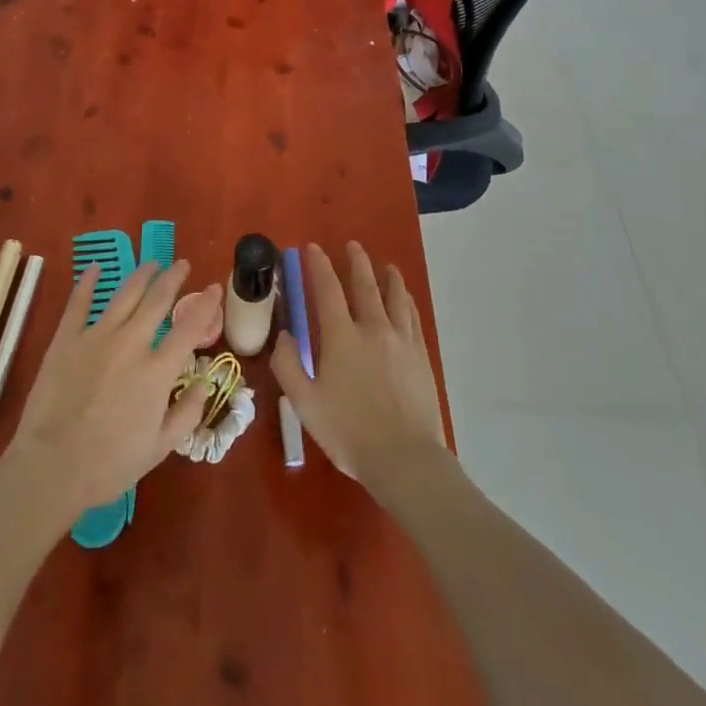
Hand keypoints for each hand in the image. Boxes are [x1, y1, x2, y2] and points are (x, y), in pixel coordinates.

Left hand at [4, 260, 223, 515]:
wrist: (52, 468)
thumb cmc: (109, 465)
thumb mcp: (160, 448)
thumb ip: (187, 413)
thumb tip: (203, 384)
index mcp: (157, 371)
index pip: (189, 327)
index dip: (205, 304)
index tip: (214, 288)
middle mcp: (131, 343)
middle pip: (157, 299)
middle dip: (173, 277)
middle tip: (182, 264)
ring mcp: (96, 337)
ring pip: (124, 294)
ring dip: (142, 275)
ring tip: (152, 264)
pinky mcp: (66, 339)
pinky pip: (79, 303)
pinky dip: (88, 283)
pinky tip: (95, 268)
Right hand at [272, 241, 447, 484]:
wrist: (405, 459)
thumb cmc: (349, 432)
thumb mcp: (305, 404)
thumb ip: (288, 366)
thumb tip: (284, 334)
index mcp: (341, 337)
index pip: (327, 289)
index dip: (318, 266)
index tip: (312, 248)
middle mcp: (373, 328)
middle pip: (365, 285)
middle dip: (356, 262)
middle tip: (352, 245)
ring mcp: (401, 340)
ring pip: (395, 297)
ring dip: (388, 277)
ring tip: (386, 266)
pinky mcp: (421, 356)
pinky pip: (413, 318)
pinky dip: (406, 301)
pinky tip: (405, 300)